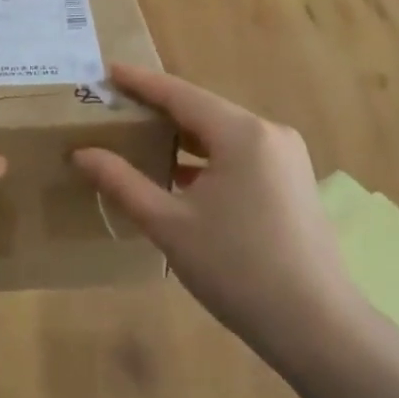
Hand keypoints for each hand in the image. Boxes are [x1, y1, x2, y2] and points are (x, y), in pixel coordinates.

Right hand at [72, 65, 365, 365]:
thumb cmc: (236, 268)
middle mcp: (269, 134)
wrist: (317, 326)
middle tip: (115, 107)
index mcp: (241, 133)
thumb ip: (122, 182)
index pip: (180, 94)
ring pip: (222, 135)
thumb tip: (82, 154)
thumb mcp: (169, 225)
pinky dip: (206, 158)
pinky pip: (240, 156)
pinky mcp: (293, 183)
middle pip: (203, 111)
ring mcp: (286, 159)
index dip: (140, 82)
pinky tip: (179, 176)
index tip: (107, 71)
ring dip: (182, 137)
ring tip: (139, 138)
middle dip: (158, 109)